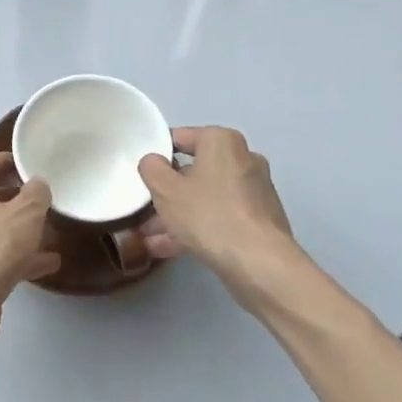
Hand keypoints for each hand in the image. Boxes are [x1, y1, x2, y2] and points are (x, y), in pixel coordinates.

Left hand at [0, 153, 60, 327]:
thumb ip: (36, 194)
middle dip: (20, 199)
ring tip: (55, 233)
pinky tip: (49, 263)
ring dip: (23, 231)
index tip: (31, 163)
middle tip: (47, 199)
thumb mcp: (26, 214)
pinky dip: (21, 257)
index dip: (10, 161)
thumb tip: (37, 184)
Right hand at [138, 127, 304, 302]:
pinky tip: (169, 249)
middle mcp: (243, 158)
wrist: (260, 264)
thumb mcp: (165, 189)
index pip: (179, 137)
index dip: (156, 155)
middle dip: (167, 193)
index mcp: (222, 141)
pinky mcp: (259, 220)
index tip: (142, 175)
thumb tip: (154, 162)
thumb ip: (151, 168)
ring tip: (149, 238)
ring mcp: (254, 191)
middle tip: (144, 210)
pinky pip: (220, 216)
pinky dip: (197, 227)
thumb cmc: (209, 215)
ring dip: (178, 215)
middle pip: (193, 171)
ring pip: (205, 197)